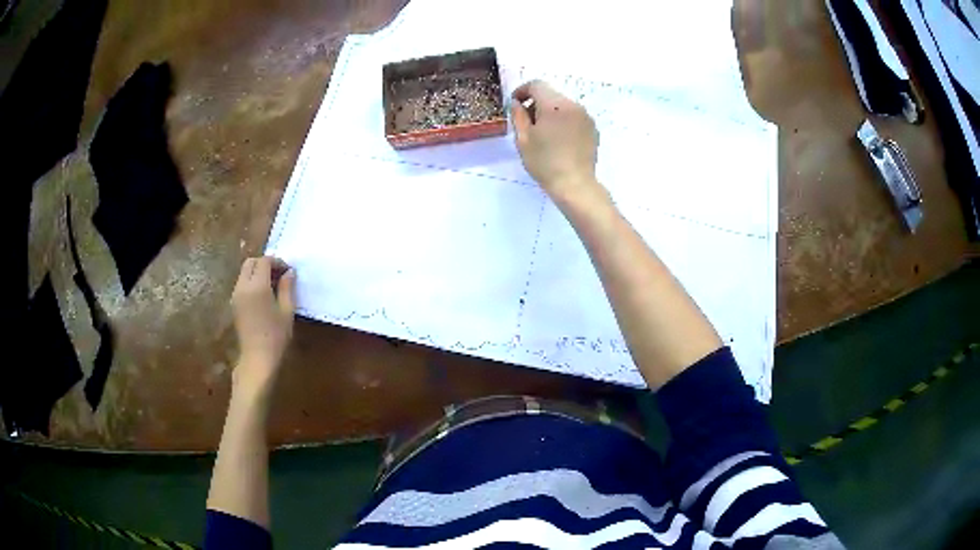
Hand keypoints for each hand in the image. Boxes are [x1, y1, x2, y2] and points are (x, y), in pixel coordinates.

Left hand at [231, 257, 295, 387]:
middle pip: (250, 262)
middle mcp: (243, 286)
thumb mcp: (287, 311)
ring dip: (257, 272)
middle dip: (265, 263)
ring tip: (272, 285)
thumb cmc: (276, 336)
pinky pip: (242, 283)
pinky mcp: (234, 303)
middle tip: (279, 274)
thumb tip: (289, 272)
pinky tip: (263, 295)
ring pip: (244, 272)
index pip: (264, 261)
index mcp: (257, 286)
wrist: (257, 358)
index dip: (277, 262)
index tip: (288, 271)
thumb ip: (287, 288)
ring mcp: (236, 295)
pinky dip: (252, 281)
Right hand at [511, 80, 600, 202]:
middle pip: (551, 94)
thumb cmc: (544, 163)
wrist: (575, 184)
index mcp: (554, 105)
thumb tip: (517, 103)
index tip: (515, 103)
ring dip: (551, 111)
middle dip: (537, 102)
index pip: (537, 85)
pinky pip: (574, 115)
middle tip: (527, 121)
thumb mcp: (523, 139)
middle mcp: (572, 105)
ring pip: (563, 105)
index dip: (523, 90)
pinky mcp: (592, 127)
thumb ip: (518, 116)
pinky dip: (563, 120)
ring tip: (543, 132)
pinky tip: (558, 139)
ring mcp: (585, 116)